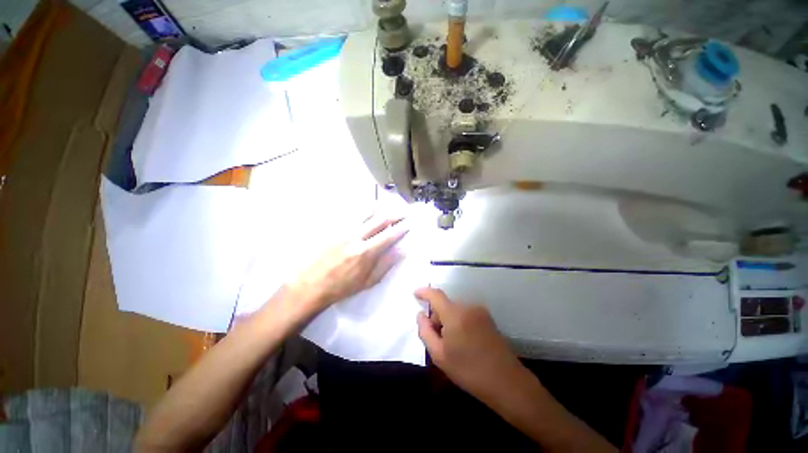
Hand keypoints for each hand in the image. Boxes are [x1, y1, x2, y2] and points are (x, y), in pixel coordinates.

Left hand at [286, 212, 408, 312]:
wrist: (311, 285)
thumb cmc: (342, 287)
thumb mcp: (368, 281)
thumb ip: (386, 264)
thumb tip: (403, 250)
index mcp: (366, 252)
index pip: (388, 236)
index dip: (401, 228)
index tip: (409, 223)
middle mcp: (356, 237)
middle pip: (379, 220)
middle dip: (394, 214)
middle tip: (404, 210)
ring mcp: (343, 231)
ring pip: (364, 213)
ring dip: (378, 207)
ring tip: (387, 204)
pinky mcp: (333, 230)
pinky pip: (350, 215)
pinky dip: (361, 210)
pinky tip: (366, 207)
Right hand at [415, 287, 525, 403]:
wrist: (507, 382)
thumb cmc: (469, 371)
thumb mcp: (439, 356)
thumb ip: (425, 331)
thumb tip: (420, 315)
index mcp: (455, 314)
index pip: (436, 295)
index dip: (424, 292)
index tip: (415, 293)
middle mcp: (468, 307)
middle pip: (445, 304)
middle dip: (437, 316)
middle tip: (436, 338)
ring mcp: (480, 312)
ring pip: (455, 309)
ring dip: (448, 320)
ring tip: (452, 344)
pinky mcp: (488, 318)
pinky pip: (466, 313)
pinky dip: (459, 322)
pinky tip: (464, 342)